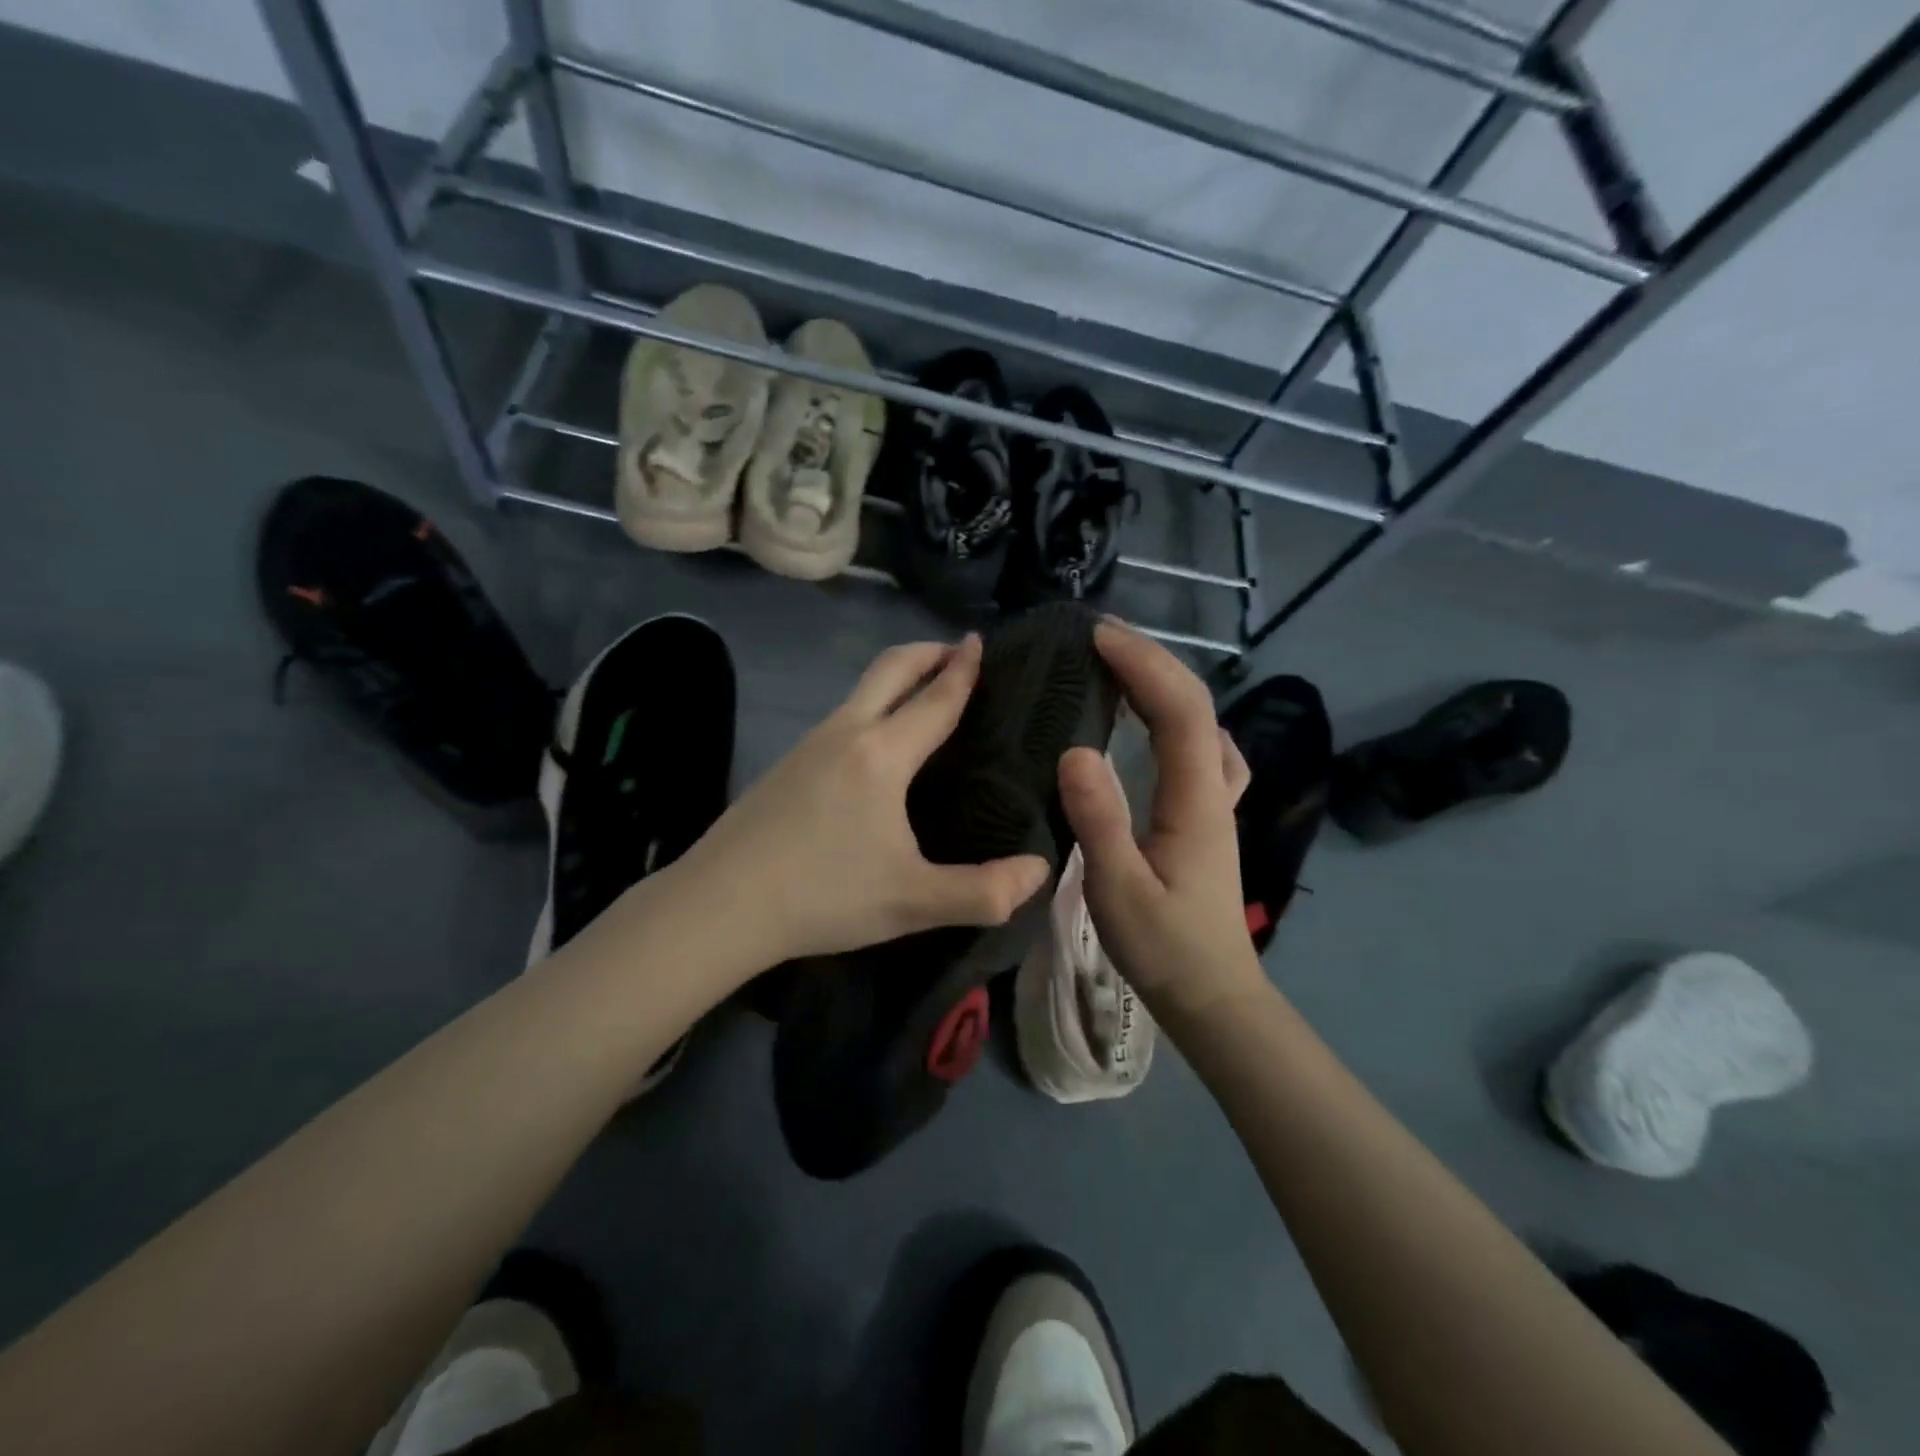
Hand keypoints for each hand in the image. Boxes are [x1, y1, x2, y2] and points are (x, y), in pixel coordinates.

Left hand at [671, 635, 1050, 971]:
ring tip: (924, 697)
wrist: (719, 905)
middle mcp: (845, 733)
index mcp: (882, 754)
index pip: (935, 698)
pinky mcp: (786, 764)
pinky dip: (872, 707)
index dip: (963, 668)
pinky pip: (841, 717)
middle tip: (958, 652)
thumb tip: (1040, 870)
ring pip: (860, 691)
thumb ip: (984, 892)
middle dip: (928, 652)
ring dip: (897, 679)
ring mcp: (808, 744)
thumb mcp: (913, 902)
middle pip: (891, 669)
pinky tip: (876, 747)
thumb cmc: (823, 896)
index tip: (980, 640)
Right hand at [1059, 622, 1264, 1023]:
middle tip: (1102, 634)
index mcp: (1196, 799)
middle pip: (1197, 705)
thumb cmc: (1164, 948)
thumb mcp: (1119, 889)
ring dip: (1166, 683)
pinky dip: (1179, 717)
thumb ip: (1099, 820)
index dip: (1143, 664)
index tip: (1098, 636)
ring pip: (1204, 722)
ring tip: (1123, 665)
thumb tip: (1075, 750)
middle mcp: (1214, 789)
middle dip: (1153, 659)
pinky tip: (1159, 723)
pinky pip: (1202, 748)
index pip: (1180, 711)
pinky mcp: (1206, 818)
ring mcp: (1216, 803)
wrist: (1213, 996)